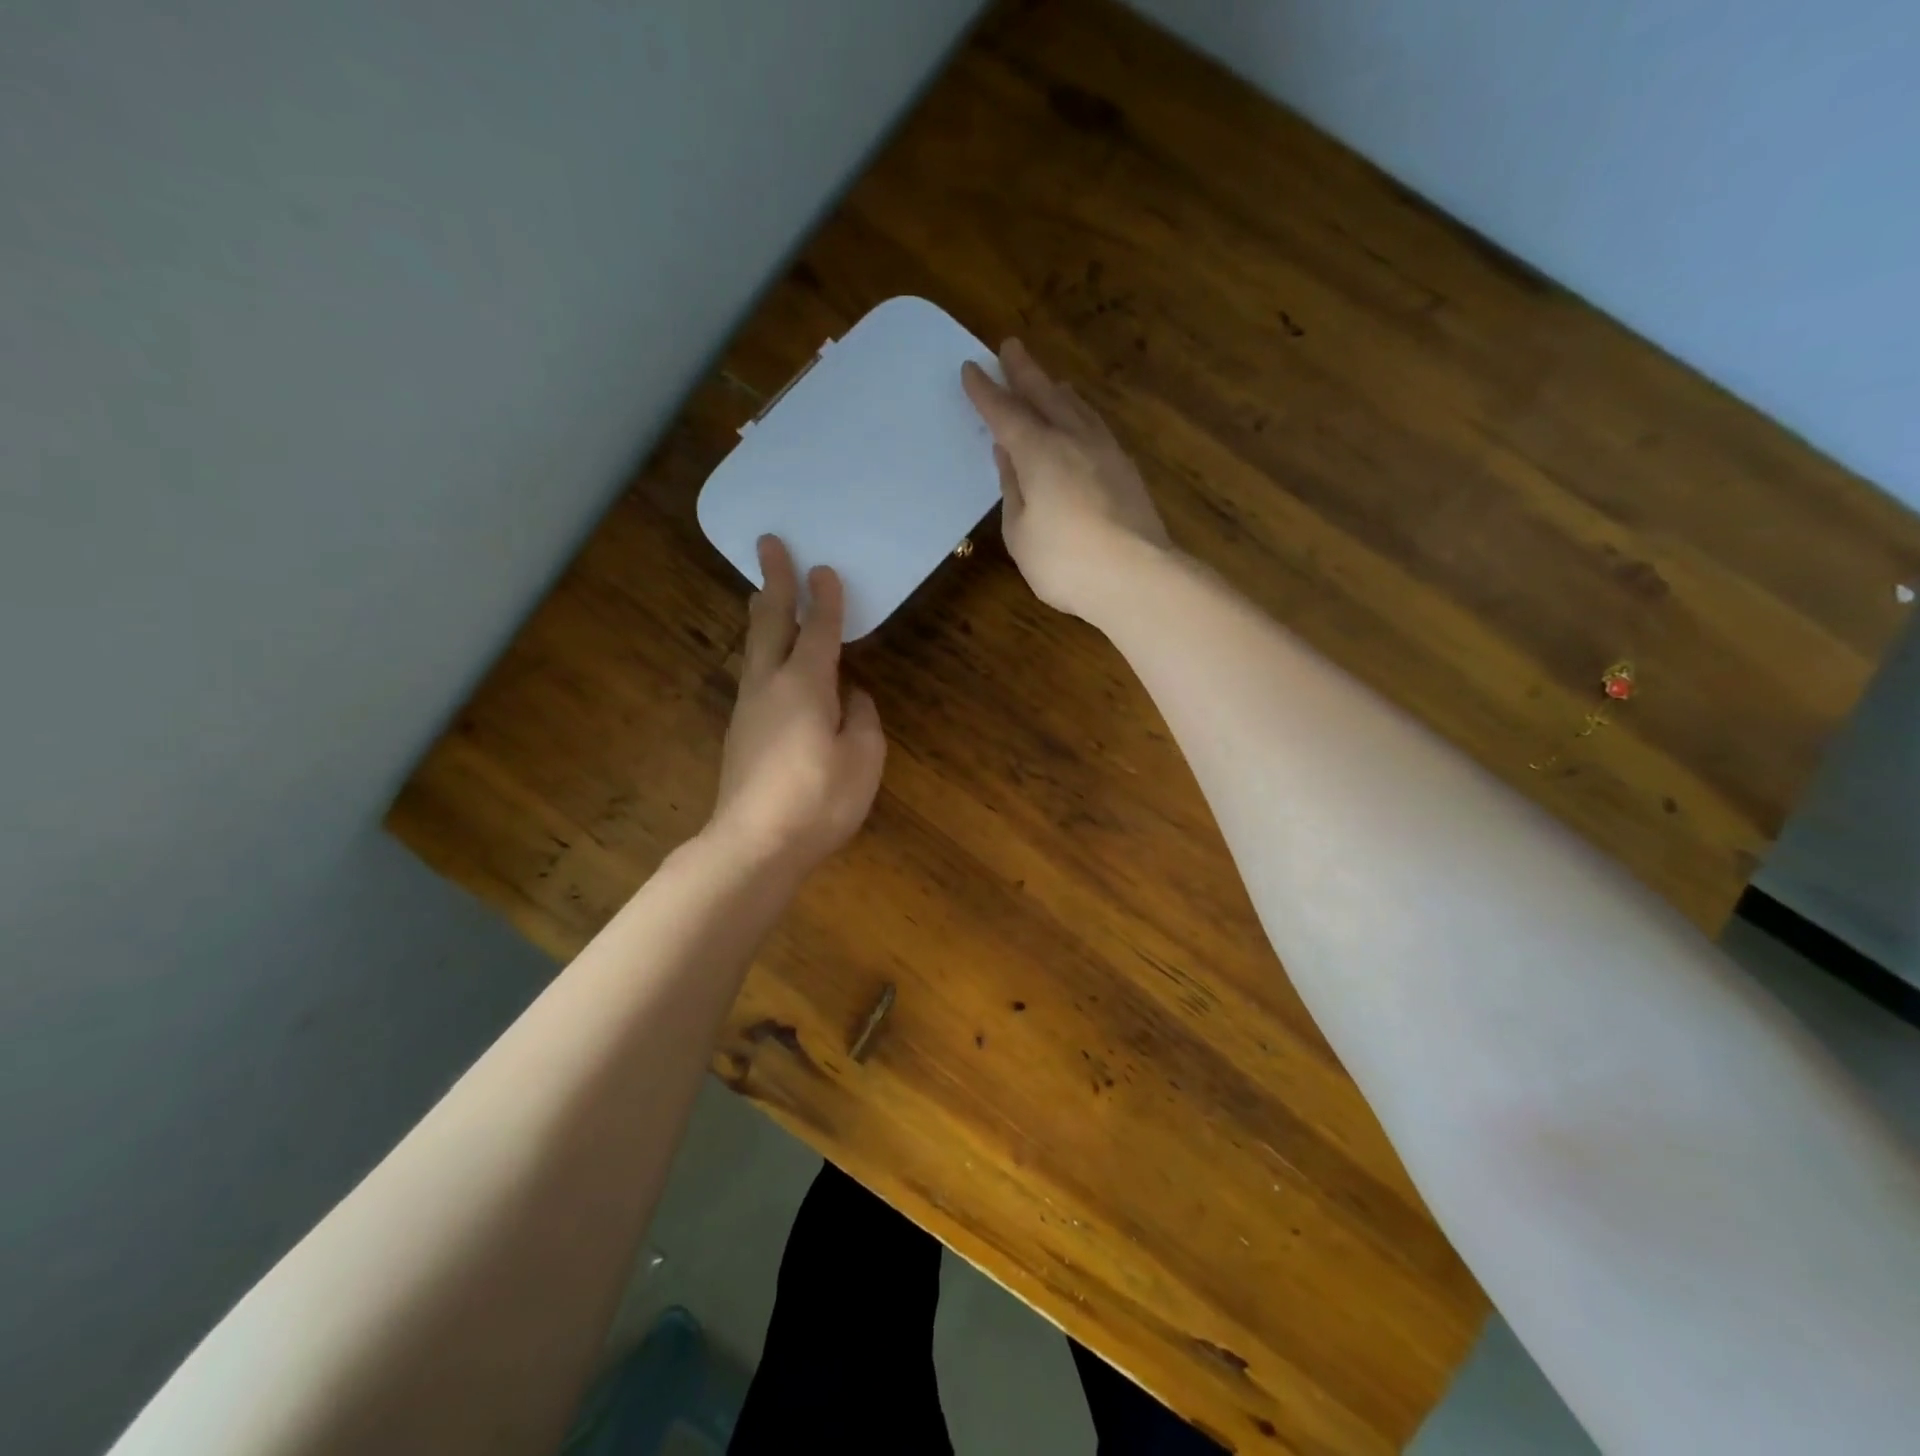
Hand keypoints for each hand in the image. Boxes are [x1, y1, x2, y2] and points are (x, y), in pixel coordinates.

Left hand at [708, 536, 886, 873]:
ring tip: (765, 593)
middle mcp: (770, 685)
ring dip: (762, 615)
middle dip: (774, 581)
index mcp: (806, 685)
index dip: (825, 597)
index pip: (819, 629)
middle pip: (770, 622)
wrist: (754, 844)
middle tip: (769, 544)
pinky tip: (773, 663)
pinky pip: (755, 675)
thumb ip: (862, 718)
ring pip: (755, 648)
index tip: (824, 566)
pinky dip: (763, 651)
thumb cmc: (819, 800)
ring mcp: (749, 708)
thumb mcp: (863, 759)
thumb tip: (852, 698)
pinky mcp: (740, 732)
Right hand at [962, 338, 1171, 619]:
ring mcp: (1105, 452)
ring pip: (1077, 408)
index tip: (971, 369)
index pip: (1005, 413)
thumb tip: (1009, 457)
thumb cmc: (1066, 561)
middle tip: (1010, 346)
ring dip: (1057, 390)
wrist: (1137, 577)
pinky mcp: (1126, 470)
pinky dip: (1081, 415)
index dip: (986, 392)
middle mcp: (1073, 440)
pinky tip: (1082, 421)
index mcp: (1039, 452)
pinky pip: (1096, 427)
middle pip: (1045, 396)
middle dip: (1024, 372)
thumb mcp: (1020, 533)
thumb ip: (1012, 490)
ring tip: (1049, 381)